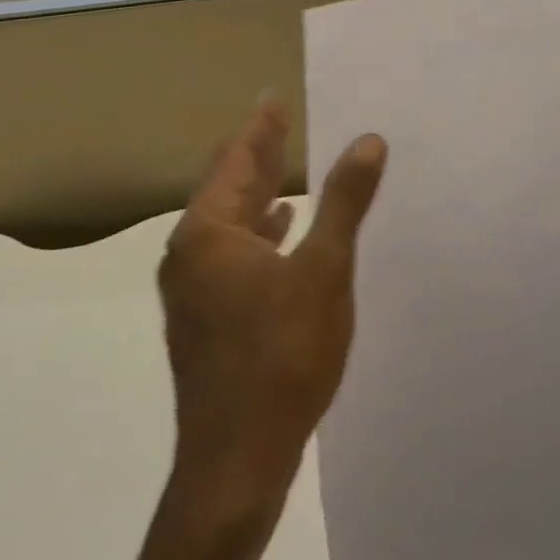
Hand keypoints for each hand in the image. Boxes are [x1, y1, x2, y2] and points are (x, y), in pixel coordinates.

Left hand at [157, 98, 386, 515]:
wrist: (237, 463)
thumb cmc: (282, 355)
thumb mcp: (324, 269)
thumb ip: (344, 200)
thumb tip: (368, 140)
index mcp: (209, 234)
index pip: (237, 161)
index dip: (260, 127)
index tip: (271, 97)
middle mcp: (190, 255)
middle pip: (227, 187)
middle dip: (257, 154)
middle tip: (279, 120)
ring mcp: (194, 291)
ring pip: (229, 223)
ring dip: (259, 192)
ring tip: (286, 167)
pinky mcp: (208, 320)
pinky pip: (233, 252)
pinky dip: (258, 230)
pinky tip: (282, 230)